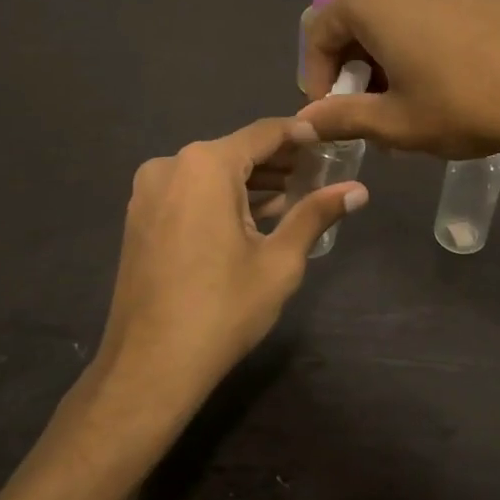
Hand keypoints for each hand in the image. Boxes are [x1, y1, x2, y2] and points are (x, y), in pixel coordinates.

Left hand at [95, 118, 367, 414]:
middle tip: (318, 175)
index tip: (329, 141)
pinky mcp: (140, 216)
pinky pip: (189, 192)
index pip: (263, 133)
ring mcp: (148, 191)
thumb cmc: (223, 309)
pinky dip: (221, 197)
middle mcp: (170, 165)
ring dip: (250, 182)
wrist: (150, 366)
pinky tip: (251, 217)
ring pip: (211, 172)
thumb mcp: (279, 261)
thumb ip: (316, 214)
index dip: (300, 135)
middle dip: (277, 162)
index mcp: (205, 165)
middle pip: (236, 151)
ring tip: (292, 198)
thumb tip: (359, 191)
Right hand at [297, 0, 499, 161]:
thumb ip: (340, 118)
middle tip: (372, 114)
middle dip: (356, 69)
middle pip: (355, 20)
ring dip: (386, 55)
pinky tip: (440, 77)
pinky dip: (416, 38)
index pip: (319, 37)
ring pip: (391, 13)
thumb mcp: (396, 123)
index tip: (331, 118)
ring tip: (408, 101)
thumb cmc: (468, 104)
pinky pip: (424, 5)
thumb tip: (302, 124)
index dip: (319, 82)